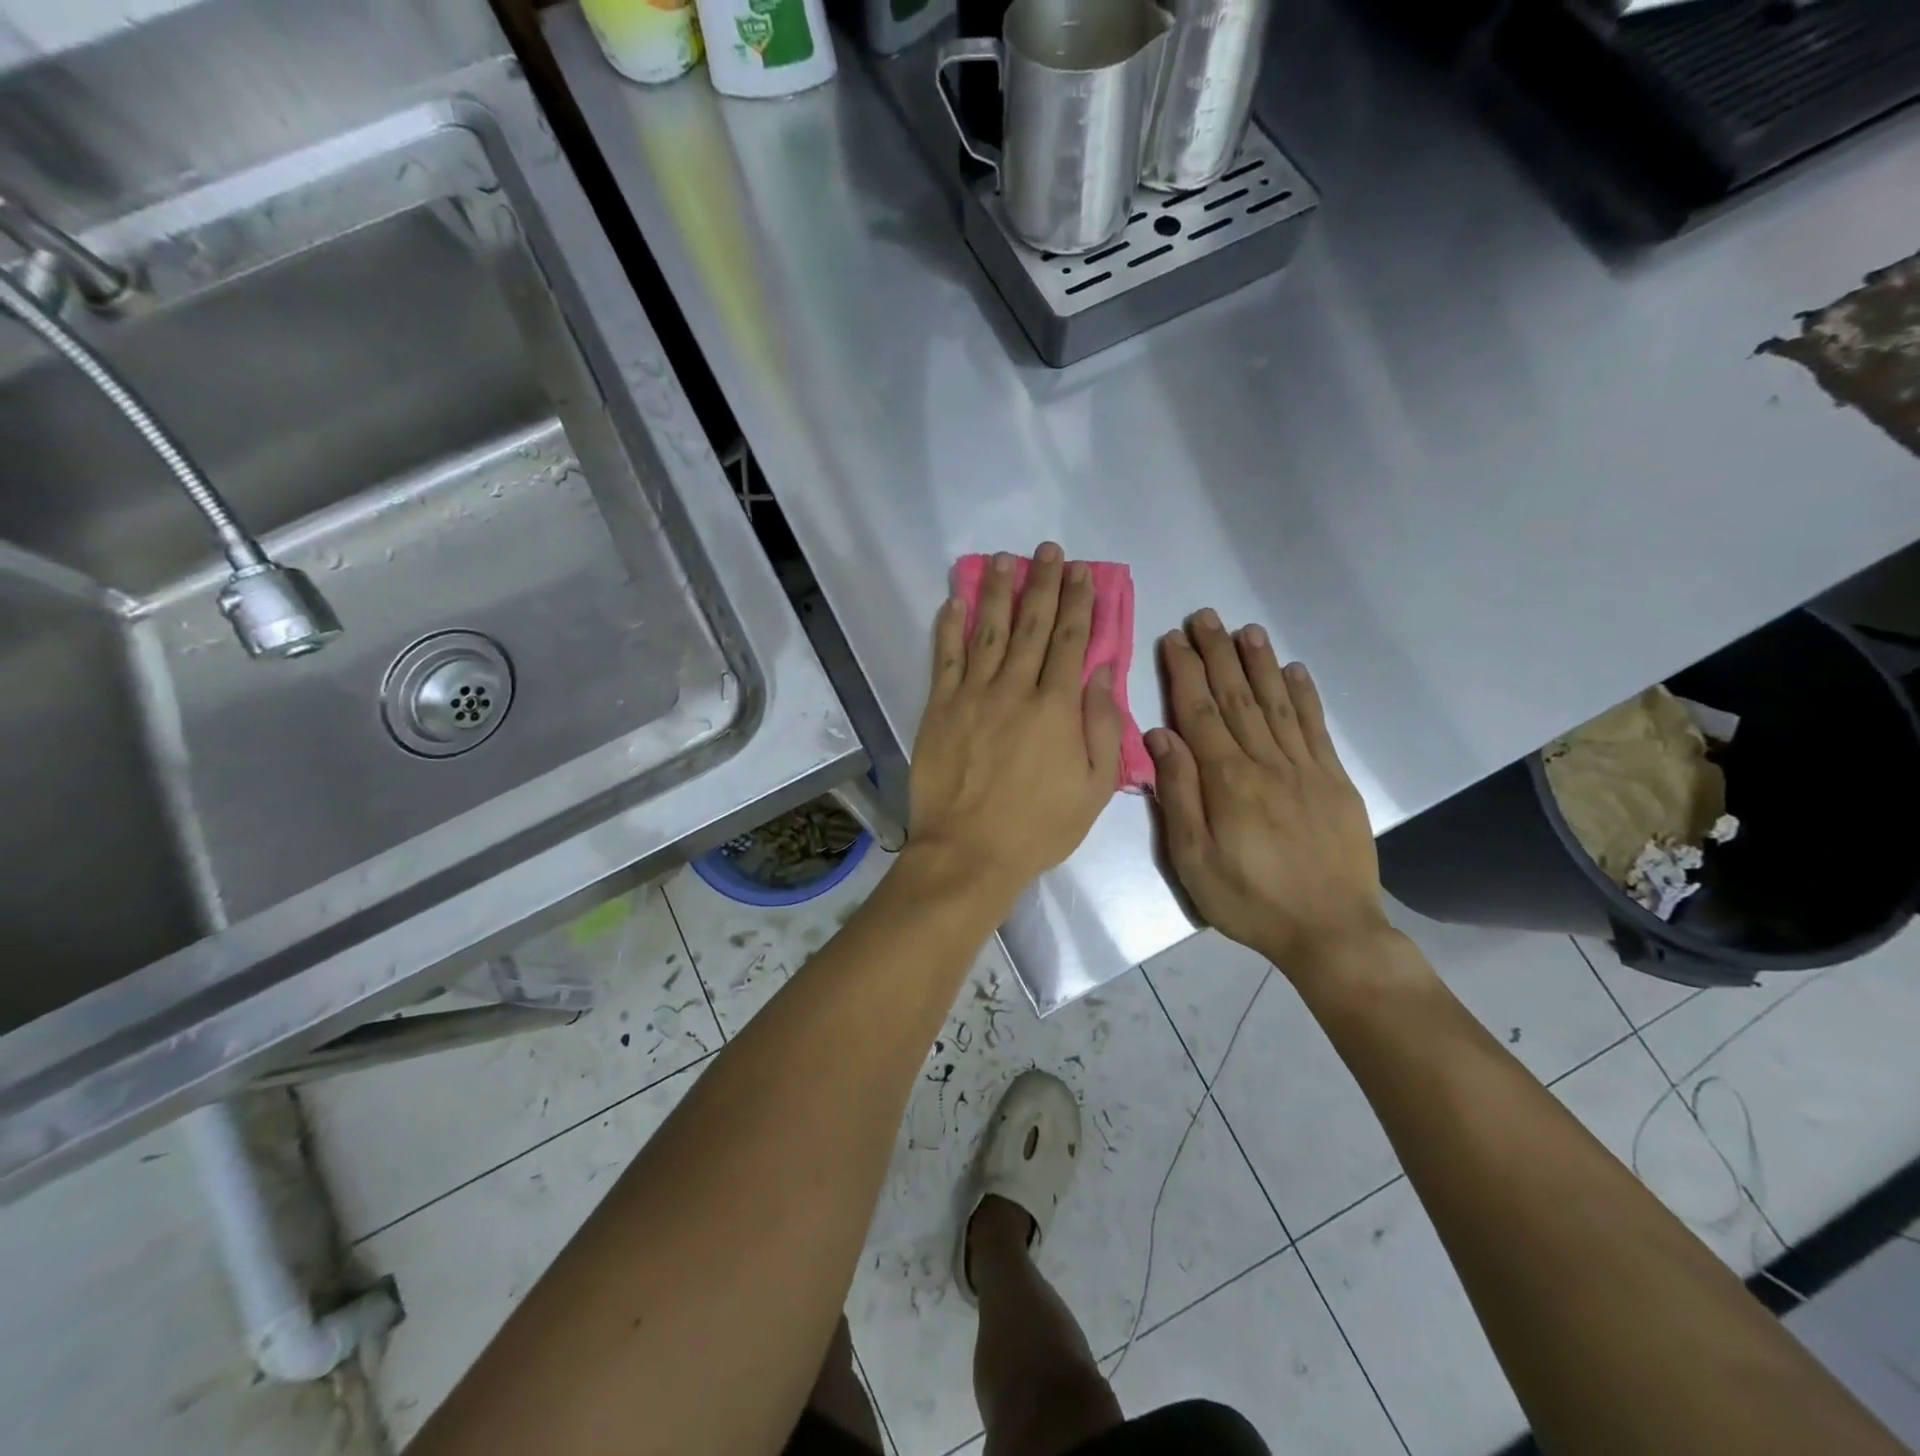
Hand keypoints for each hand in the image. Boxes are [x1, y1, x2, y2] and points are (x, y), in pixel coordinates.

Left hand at [906, 543, 1120, 912]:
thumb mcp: (1093, 788)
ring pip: (988, 631)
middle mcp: (1015, 689)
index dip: (1078, 603)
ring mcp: (973, 695)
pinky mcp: (940, 708)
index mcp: (1056, 708)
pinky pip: (945, 658)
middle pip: (1032, 625)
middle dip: (1043, 584)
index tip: (1082, 572)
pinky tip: (955, 600)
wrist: (969, 852)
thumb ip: (1101, 727)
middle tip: (1047, 550)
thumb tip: (1101, 673)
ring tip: (1004, 559)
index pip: (1071, 642)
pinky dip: (950, 626)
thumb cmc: (1038, 827)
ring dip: (997, 592)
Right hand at [1148, 612, 1388, 978]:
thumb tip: (1159, 737)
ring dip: (1259, 663)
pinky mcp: (1334, 781)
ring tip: (1246, 629)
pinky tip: (1294, 671)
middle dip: (1218, 653)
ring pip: (1277, 703)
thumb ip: (1178, 794)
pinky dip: (1304, 695)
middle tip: (1204, 616)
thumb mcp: (1193, 860)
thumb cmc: (1249, 900)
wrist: (1331, 931)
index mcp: (1227, 780)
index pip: (1200, 712)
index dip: (1186, 672)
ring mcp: (1305, 768)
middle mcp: (1266, 762)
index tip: (1173, 638)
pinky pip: (1316, 728)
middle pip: (1237, 697)